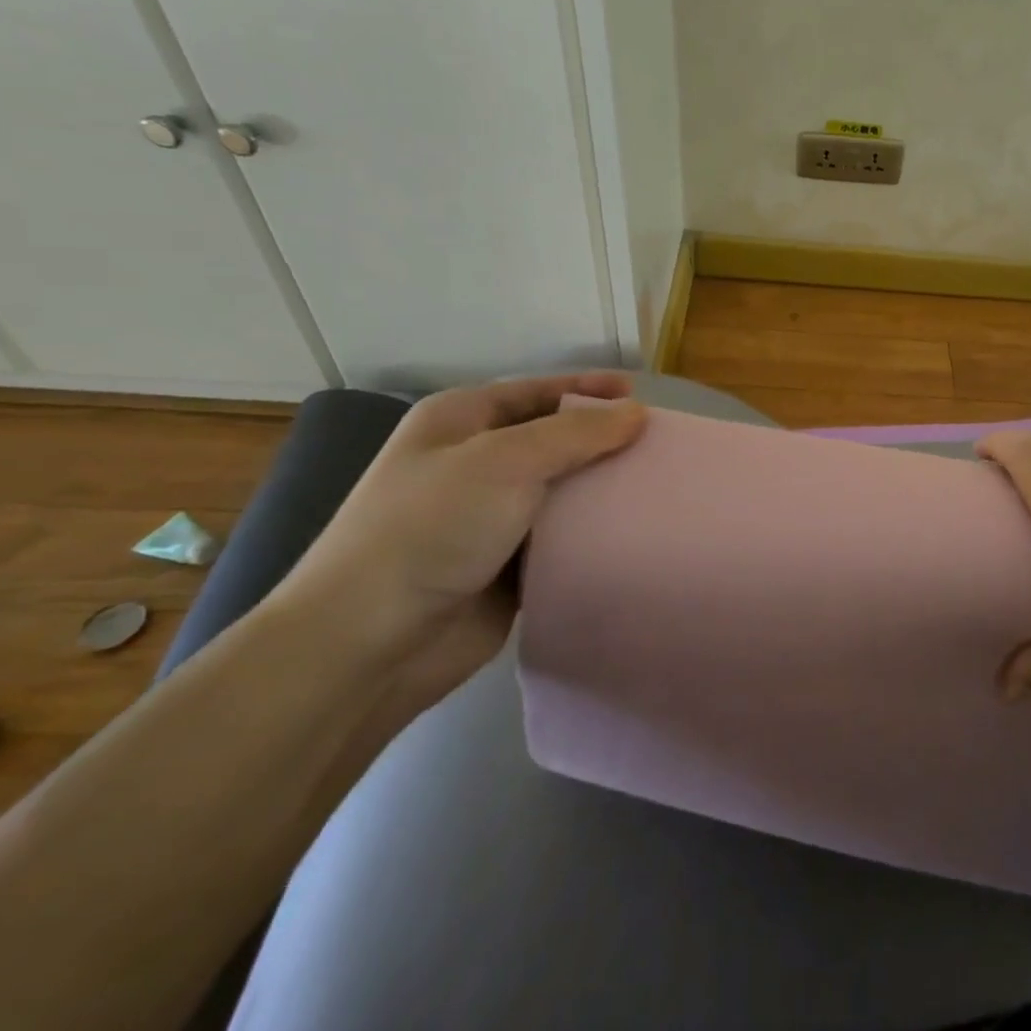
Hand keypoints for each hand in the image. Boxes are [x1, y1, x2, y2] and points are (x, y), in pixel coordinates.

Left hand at [270, 373, 645, 704]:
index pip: (537, 392)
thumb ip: (576, 433)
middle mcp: (475, 463)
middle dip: (603, 441)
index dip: (588, 389)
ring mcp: (489, 518)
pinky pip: (561, 538)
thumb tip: (635, 413)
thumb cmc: (431, 528)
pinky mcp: (506, 566)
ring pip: (561, 491)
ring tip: (657, 487)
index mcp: (461, 422)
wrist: (371, 642)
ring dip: (602, 490)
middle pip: (554, 440)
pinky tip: (631, 532)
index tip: (641, 396)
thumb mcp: (505, 461)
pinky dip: (592, 533)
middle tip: (660, 446)